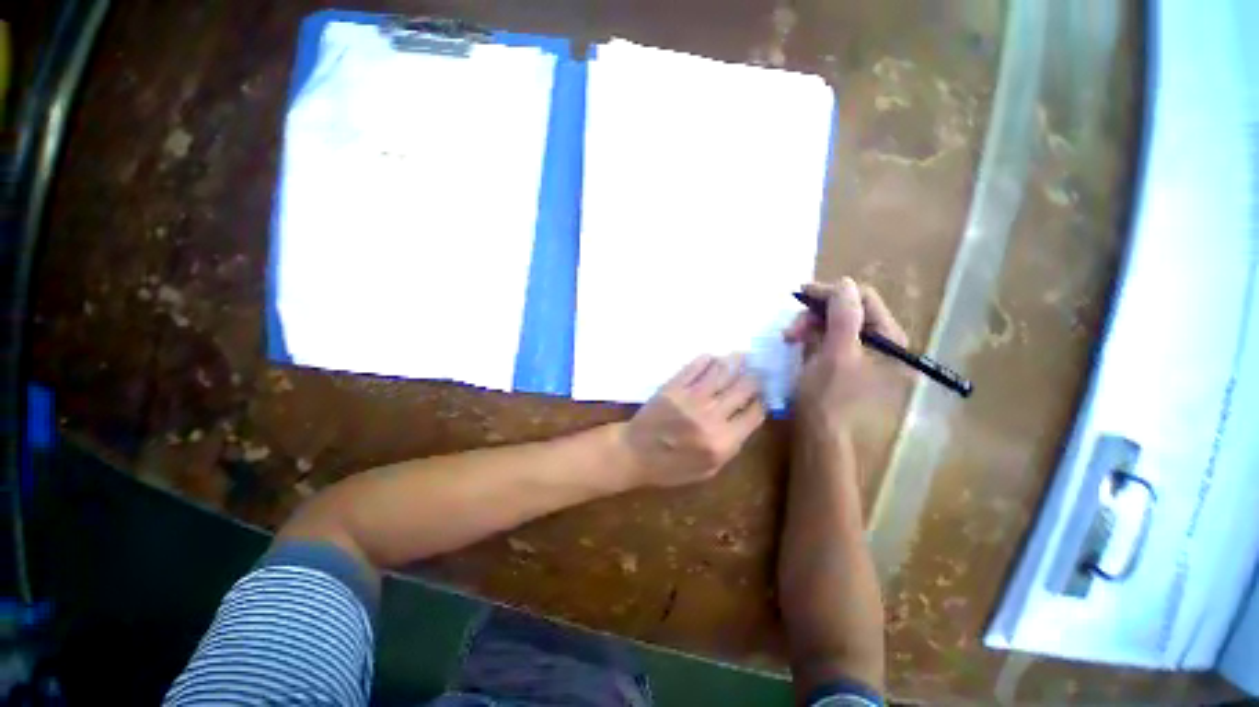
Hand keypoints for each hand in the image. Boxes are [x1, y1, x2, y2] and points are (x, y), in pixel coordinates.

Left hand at [618, 355, 766, 487]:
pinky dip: (707, 360)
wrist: (635, 453)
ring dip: (735, 361)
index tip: (762, 394)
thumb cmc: (671, 467)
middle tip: (758, 370)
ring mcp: (692, 398)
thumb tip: (746, 418)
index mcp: (723, 442)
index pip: (754, 413)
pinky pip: (695, 367)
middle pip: (743, 388)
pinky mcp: (674, 386)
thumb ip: (730, 446)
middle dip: (754, 378)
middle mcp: (712, 416)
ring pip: (722, 372)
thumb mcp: (708, 470)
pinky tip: (713, 358)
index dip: (762, 401)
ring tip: (742, 355)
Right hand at [785, 277, 907, 429]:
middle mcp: (883, 344)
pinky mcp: (847, 361)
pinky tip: (797, 343)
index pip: (864, 299)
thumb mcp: (835, 353)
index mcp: (890, 340)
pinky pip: (830, 337)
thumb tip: (844, 283)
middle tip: (791, 328)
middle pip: (849, 310)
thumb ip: (844, 315)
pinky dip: (812, 336)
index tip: (801, 294)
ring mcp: (865, 353)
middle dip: (816, 314)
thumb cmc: (827, 395)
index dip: (832, 293)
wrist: (818, 433)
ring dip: (810, 325)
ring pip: (836, 323)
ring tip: (788, 337)